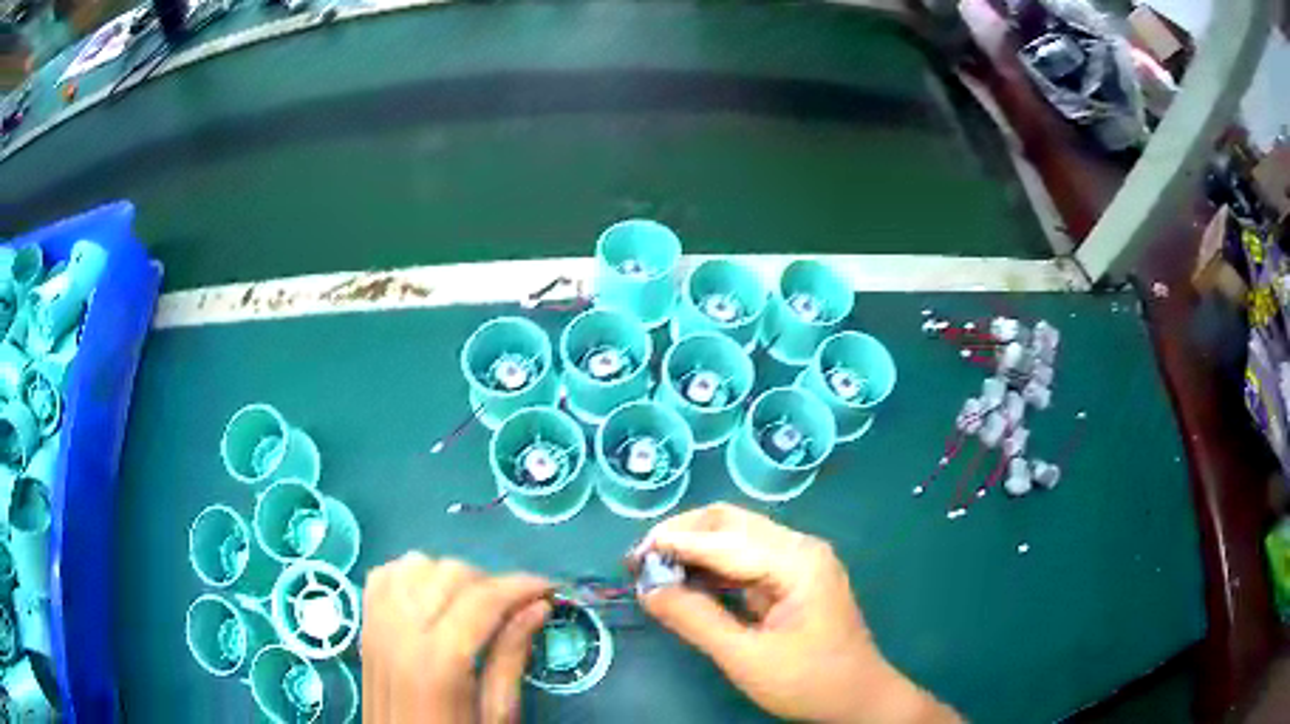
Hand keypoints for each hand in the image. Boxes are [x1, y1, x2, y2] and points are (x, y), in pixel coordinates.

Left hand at [361, 552, 551, 722]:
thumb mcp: (496, 714)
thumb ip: (511, 658)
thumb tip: (538, 607)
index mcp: (439, 661)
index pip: (483, 600)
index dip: (521, 586)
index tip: (550, 589)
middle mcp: (401, 632)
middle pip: (450, 573)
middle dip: (491, 582)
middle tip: (515, 608)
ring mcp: (376, 624)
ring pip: (415, 564)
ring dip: (450, 576)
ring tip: (472, 605)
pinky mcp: (364, 625)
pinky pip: (385, 575)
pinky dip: (411, 574)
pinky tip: (430, 597)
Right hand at [634, 504, 957, 723]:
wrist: (859, 699)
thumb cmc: (809, 681)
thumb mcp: (746, 658)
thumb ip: (695, 620)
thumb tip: (647, 590)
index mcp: (796, 561)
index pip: (722, 539)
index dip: (673, 545)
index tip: (630, 561)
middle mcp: (799, 548)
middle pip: (730, 522)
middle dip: (681, 536)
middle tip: (640, 562)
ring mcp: (798, 561)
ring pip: (735, 537)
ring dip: (694, 549)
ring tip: (653, 571)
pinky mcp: (793, 578)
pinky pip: (744, 560)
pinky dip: (712, 567)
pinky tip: (685, 581)